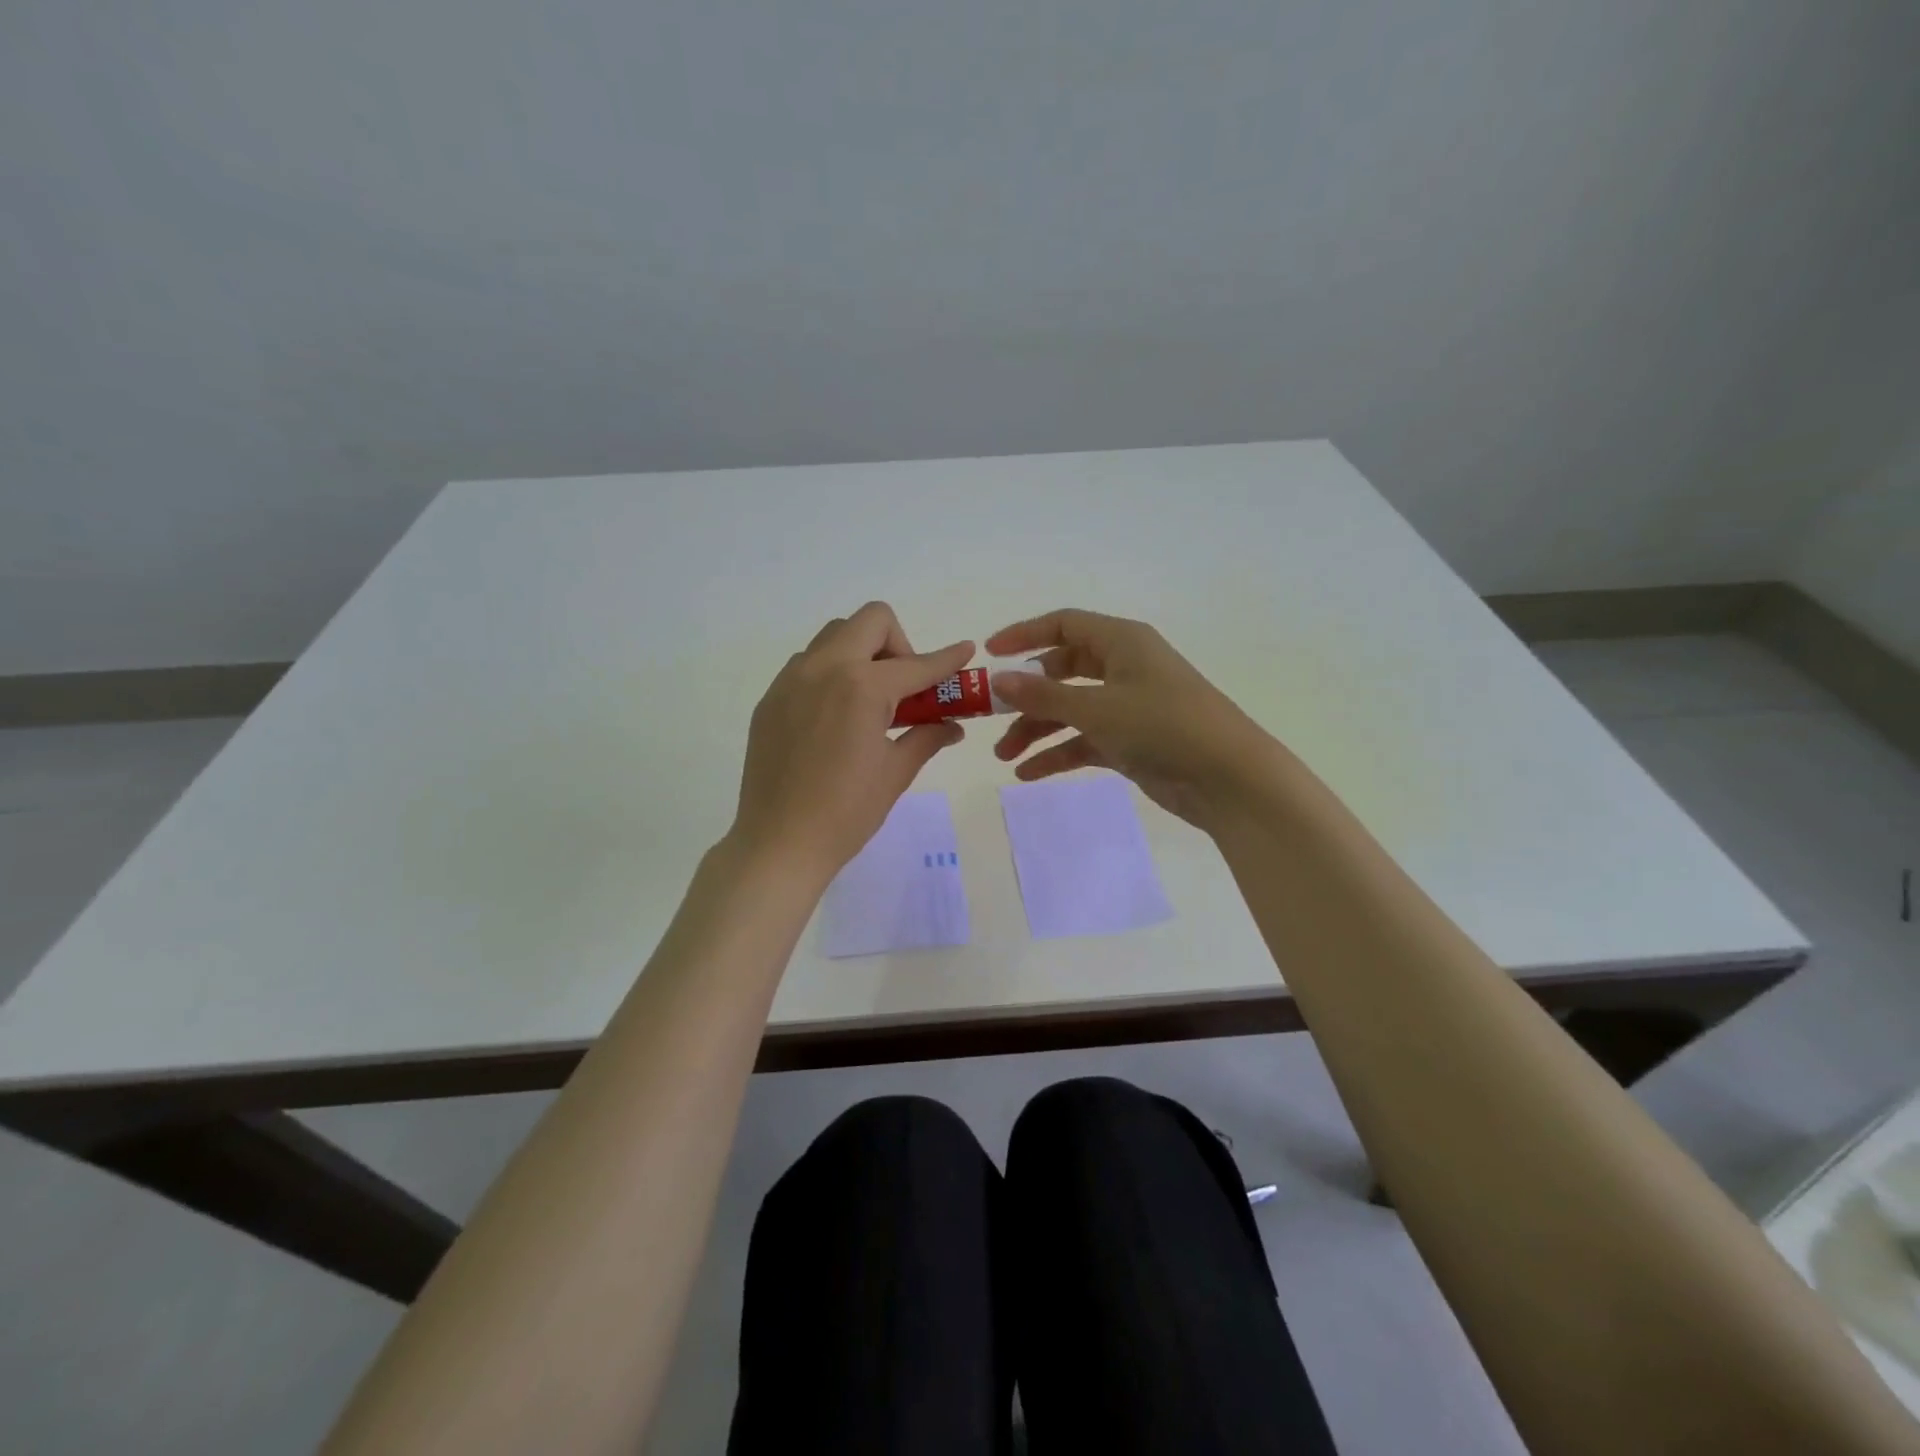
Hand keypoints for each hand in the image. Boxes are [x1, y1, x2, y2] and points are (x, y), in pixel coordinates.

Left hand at [729, 603, 973, 884]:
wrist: (779, 843)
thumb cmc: (847, 812)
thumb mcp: (896, 772)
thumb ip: (926, 736)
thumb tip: (952, 725)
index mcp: (861, 687)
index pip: (916, 664)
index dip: (946, 659)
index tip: (965, 650)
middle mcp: (823, 668)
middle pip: (870, 621)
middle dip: (898, 644)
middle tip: (904, 688)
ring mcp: (790, 681)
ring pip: (835, 637)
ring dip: (862, 654)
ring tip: (869, 702)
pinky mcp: (771, 699)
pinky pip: (808, 664)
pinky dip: (833, 674)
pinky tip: (836, 718)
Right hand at [986, 609, 1287, 831]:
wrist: (1228, 778)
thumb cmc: (1163, 726)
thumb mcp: (1097, 707)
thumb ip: (1043, 694)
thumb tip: (998, 679)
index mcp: (1121, 642)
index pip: (1063, 625)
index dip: (1024, 636)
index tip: (988, 655)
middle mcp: (1124, 667)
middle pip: (1062, 671)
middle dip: (1026, 695)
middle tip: (990, 716)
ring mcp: (1128, 706)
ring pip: (1071, 709)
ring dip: (1037, 729)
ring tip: (1003, 757)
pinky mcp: (1132, 741)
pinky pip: (1085, 740)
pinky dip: (1059, 753)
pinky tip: (1029, 774)